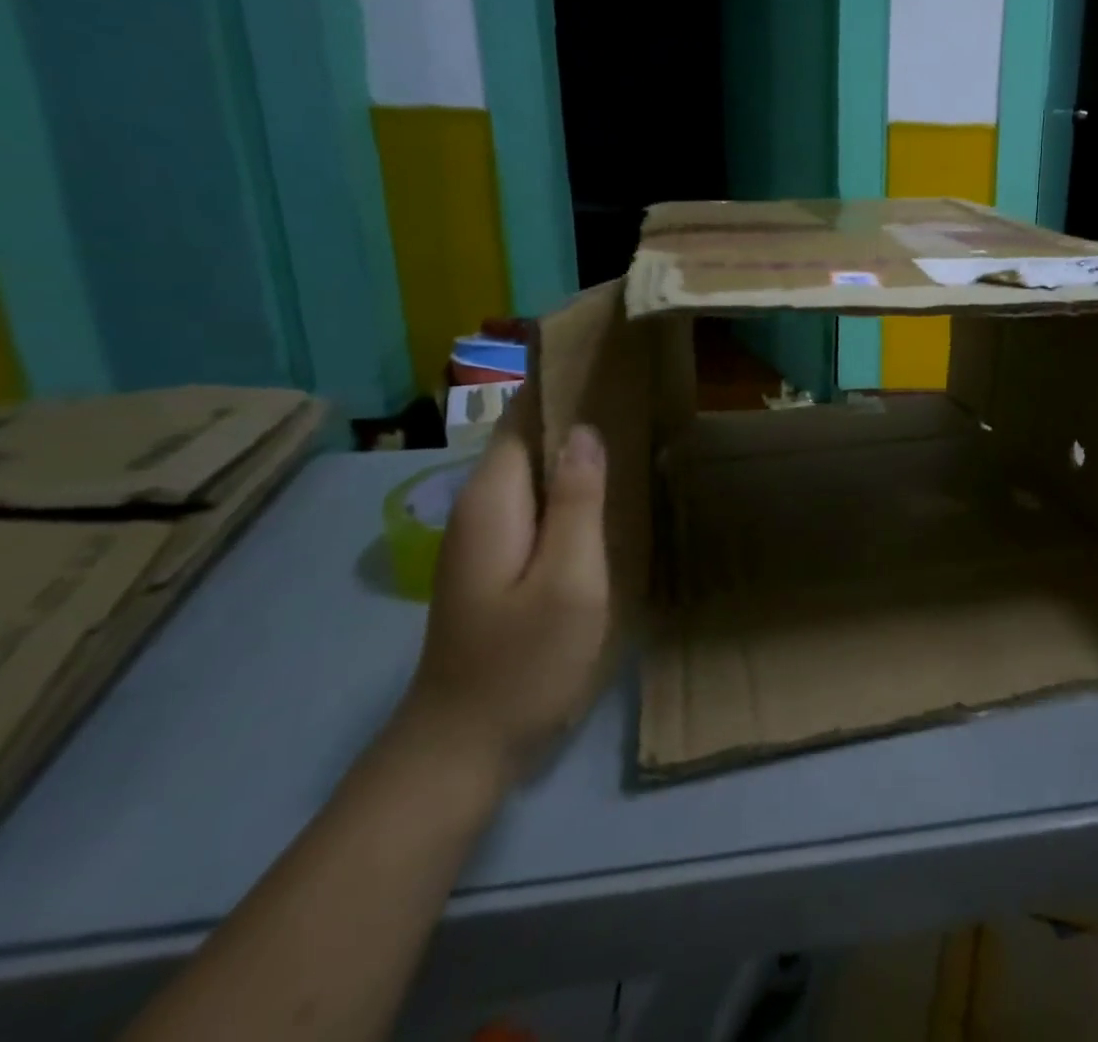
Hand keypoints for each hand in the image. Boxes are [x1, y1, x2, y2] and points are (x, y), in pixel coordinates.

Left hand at [392, 394, 611, 792]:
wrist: (461, 749)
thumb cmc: (522, 663)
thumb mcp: (568, 580)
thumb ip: (579, 502)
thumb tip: (586, 431)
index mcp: (494, 500)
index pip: (524, 415)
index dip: (559, 379)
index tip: (604, 350)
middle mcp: (481, 506)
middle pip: (528, 436)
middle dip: (574, 405)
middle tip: (636, 381)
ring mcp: (485, 535)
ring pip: (534, 468)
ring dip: (574, 443)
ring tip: (631, 419)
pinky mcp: (497, 560)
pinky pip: (536, 499)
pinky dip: (569, 480)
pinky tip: (606, 485)